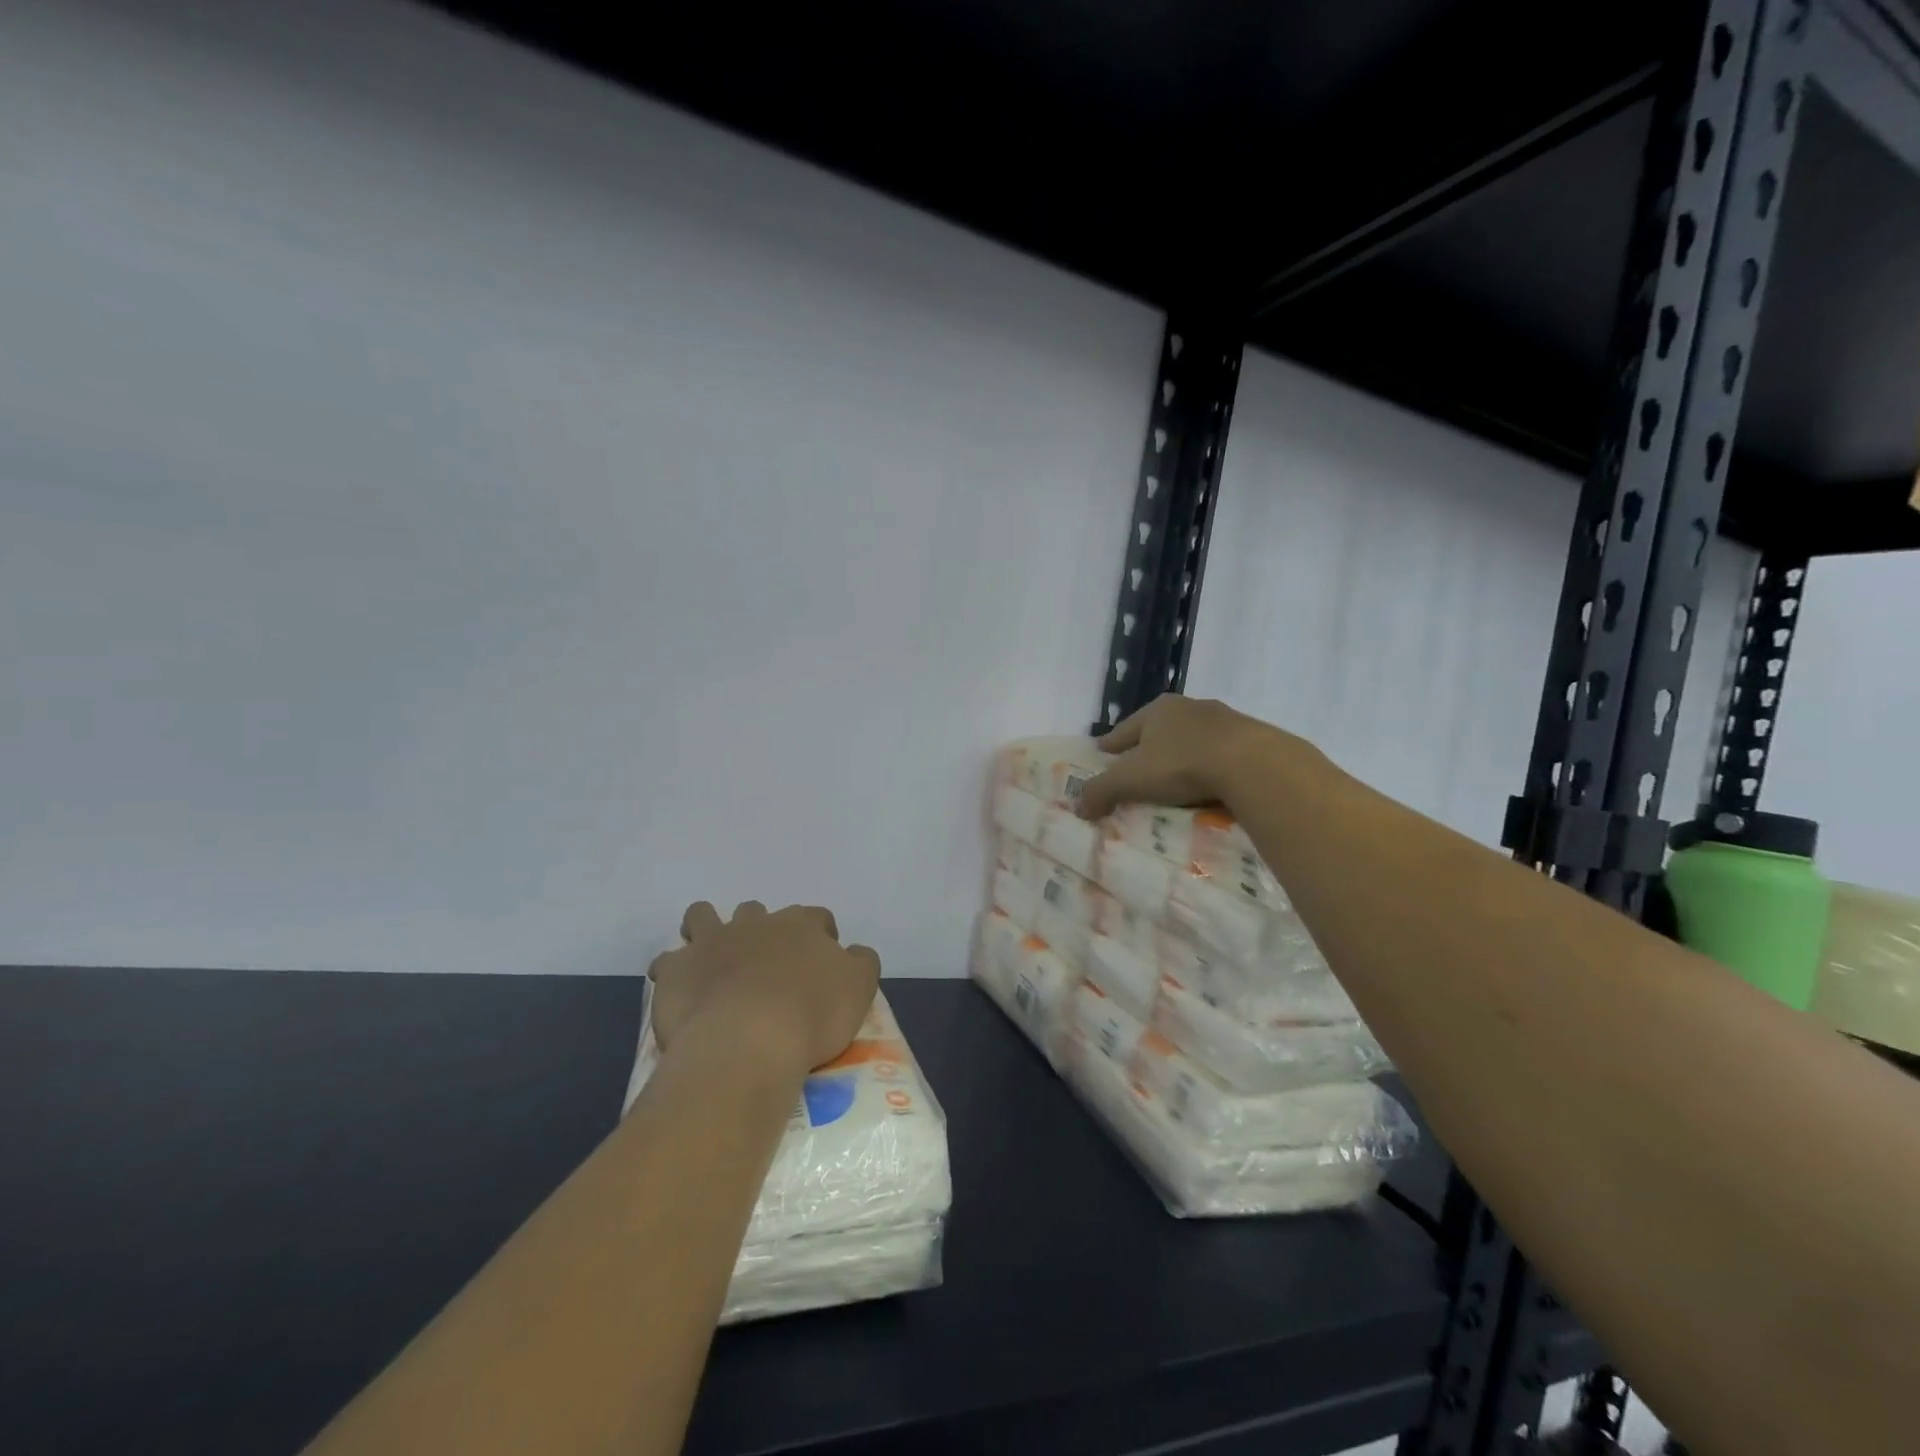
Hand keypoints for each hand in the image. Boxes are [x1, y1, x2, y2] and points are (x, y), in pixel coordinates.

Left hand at [648, 902, 880, 1079]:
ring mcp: (712, 941)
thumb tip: (852, 952)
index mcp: (802, 925)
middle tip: (766, 967)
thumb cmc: (812, 1015)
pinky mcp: (677, 969)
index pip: (816, 918)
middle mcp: (756, 923)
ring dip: (707, 930)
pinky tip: (681, 992)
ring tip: (712, 960)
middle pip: (757, 912)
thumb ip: (861, 962)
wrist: (747, 1042)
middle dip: (760, 930)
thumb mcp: (860, 988)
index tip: (819, 963)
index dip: (819, 937)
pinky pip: (668, 961)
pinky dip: (674, 972)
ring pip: (704, 916)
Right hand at [1076, 695, 1289, 819]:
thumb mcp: (1131, 780)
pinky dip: (1210, 766)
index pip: (1124, 729)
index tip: (1102, 754)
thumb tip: (1078, 806)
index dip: (1111, 744)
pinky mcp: (1251, 738)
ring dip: (1182, 755)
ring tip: (1174, 779)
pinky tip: (1209, 784)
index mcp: (1157, 710)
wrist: (1253, 764)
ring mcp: (1224, 720)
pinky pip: (1220, 754)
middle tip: (1136, 768)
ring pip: (1192, 739)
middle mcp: (1189, 707)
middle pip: (1159, 730)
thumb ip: (1101, 791)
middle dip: (1147, 748)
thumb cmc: (1182, 765)